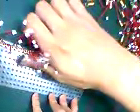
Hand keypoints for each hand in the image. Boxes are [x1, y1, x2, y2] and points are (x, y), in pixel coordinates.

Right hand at [25, 0, 139, 88]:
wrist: (110, 67)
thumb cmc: (84, 76)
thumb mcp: (62, 77)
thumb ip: (46, 67)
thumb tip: (31, 61)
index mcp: (53, 46)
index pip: (32, 22)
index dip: (29, 25)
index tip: (34, 34)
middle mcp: (61, 28)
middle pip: (41, 6)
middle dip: (39, 15)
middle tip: (45, 27)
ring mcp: (75, 19)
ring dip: (52, 8)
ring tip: (56, 20)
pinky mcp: (86, 15)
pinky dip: (66, 3)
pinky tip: (68, 14)